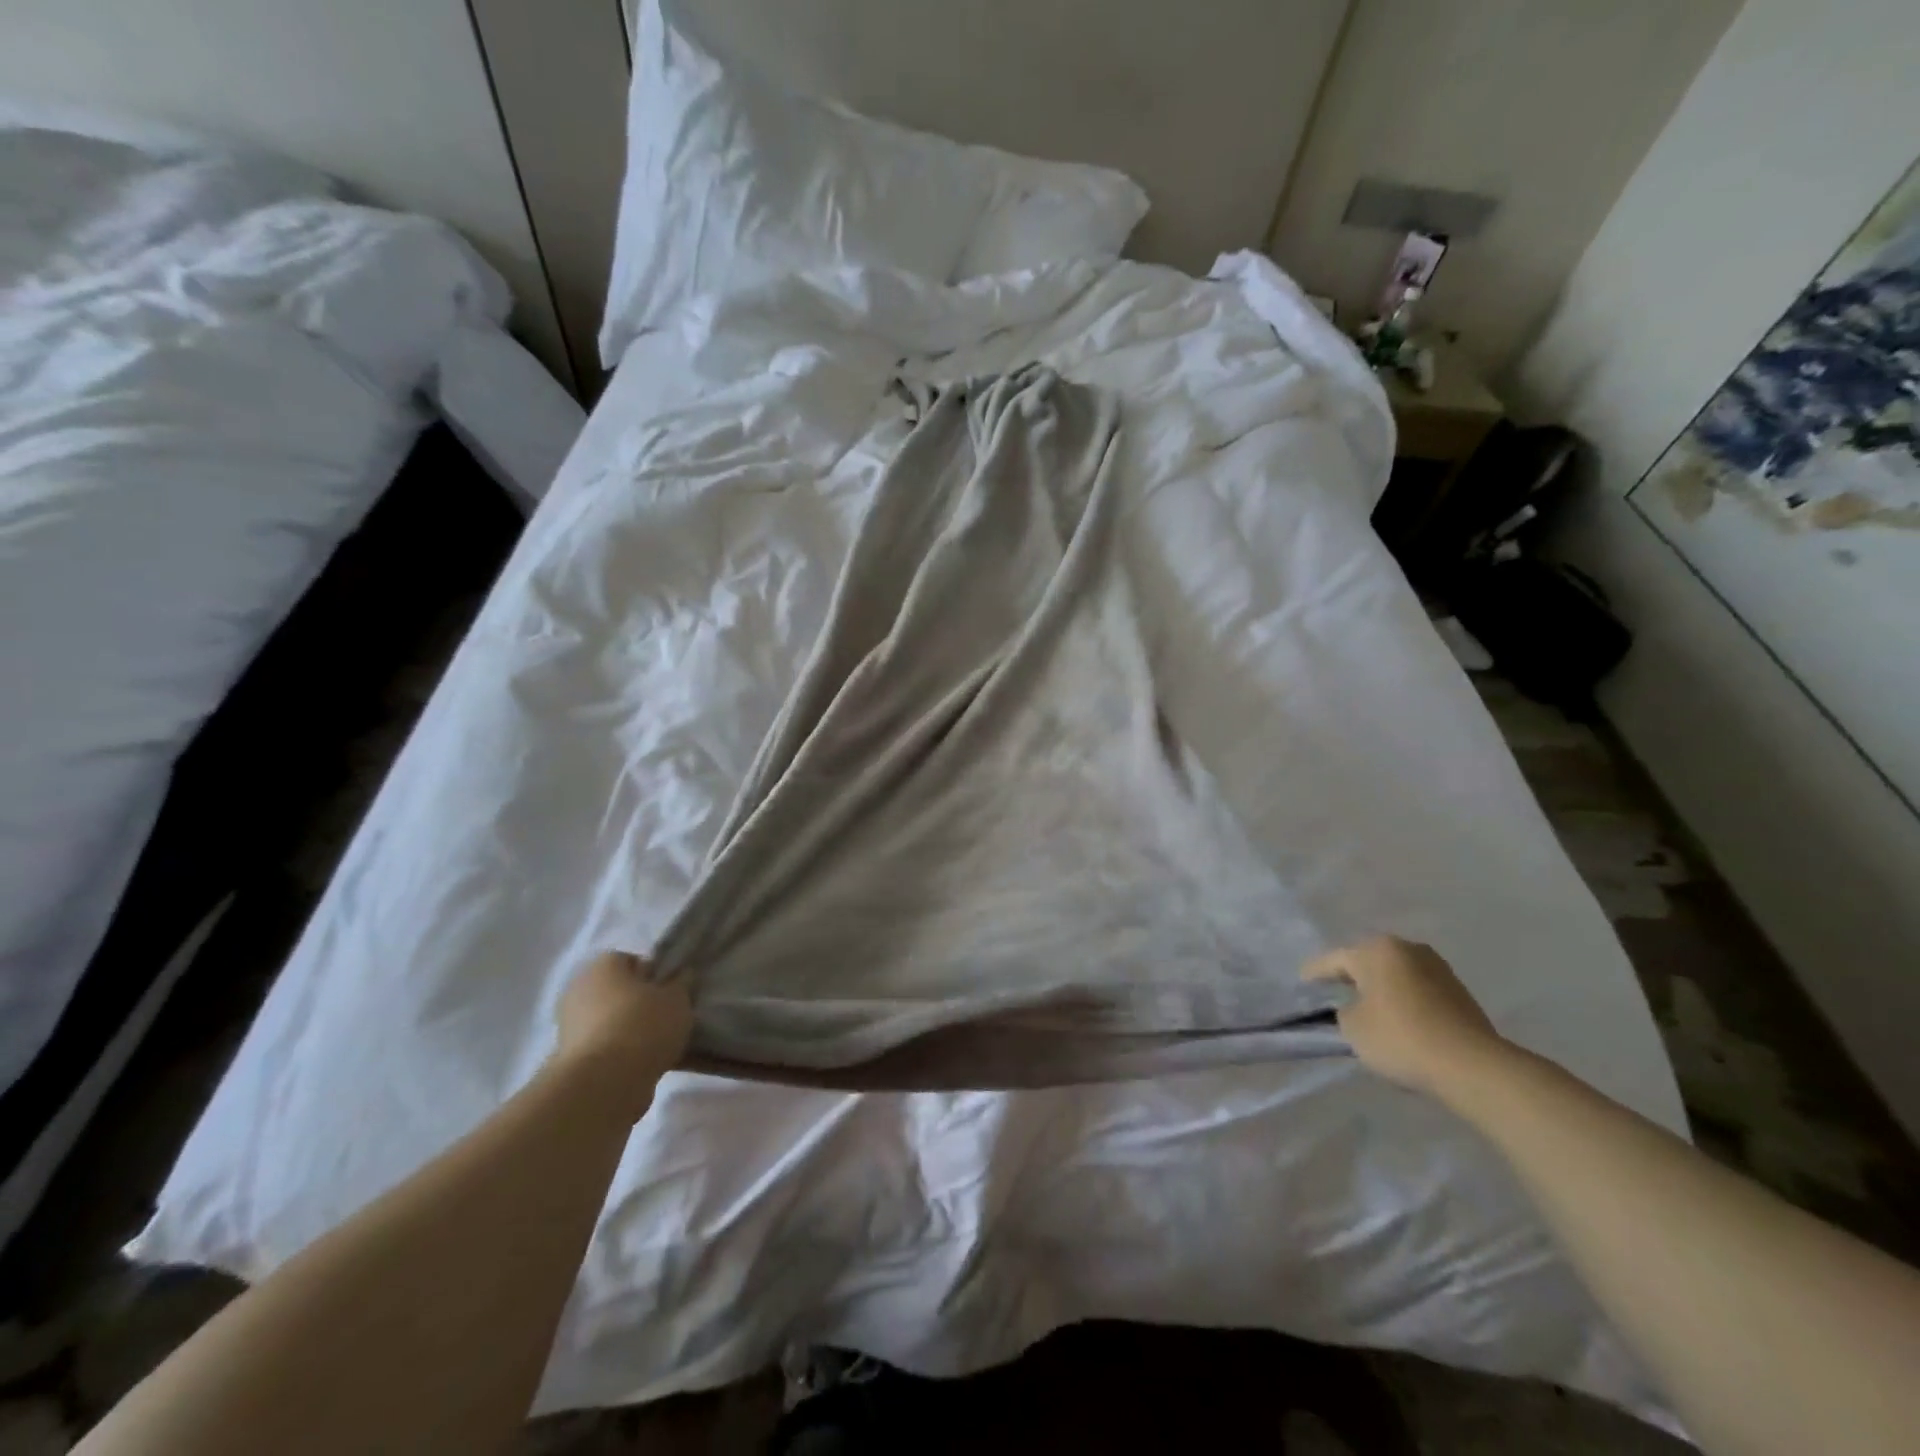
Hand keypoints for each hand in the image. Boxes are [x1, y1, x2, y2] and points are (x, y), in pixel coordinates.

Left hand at [553, 952, 692, 1112]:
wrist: (603, 1083)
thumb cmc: (643, 1025)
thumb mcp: (678, 998)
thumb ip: (681, 983)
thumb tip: (681, 975)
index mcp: (603, 964)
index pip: (633, 961)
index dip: (655, 975)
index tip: (672, 993)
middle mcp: (579, 989)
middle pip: (618, 991)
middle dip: (639, 1003)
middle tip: (667, 1018)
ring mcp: (568, 1025)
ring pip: (610, 1021)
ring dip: (628, 1030)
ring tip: (657, 1045)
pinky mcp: (567, 1059)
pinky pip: (603, 1048)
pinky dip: (618, 1054)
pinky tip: (641, 1065)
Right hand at [1304, 935, 1504, 1096]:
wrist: (1472, 1066)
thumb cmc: (1400, 1038)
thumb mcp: (1352, 1028)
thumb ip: (1344, 1011)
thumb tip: (1356, 1008)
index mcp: (1376, 950)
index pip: (1334, 960)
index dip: (1315, 973)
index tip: (1302, 982)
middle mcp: (1407, 948)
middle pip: (1368, 962)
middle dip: (1352, 976)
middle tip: (1334, 993)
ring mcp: (1437, 967)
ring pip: (1396, 974)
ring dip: (1381, 988)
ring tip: (1368, 1008)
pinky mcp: (1459, 991)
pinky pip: (1418, 990)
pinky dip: (1404, 1000)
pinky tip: (1399, 1018)